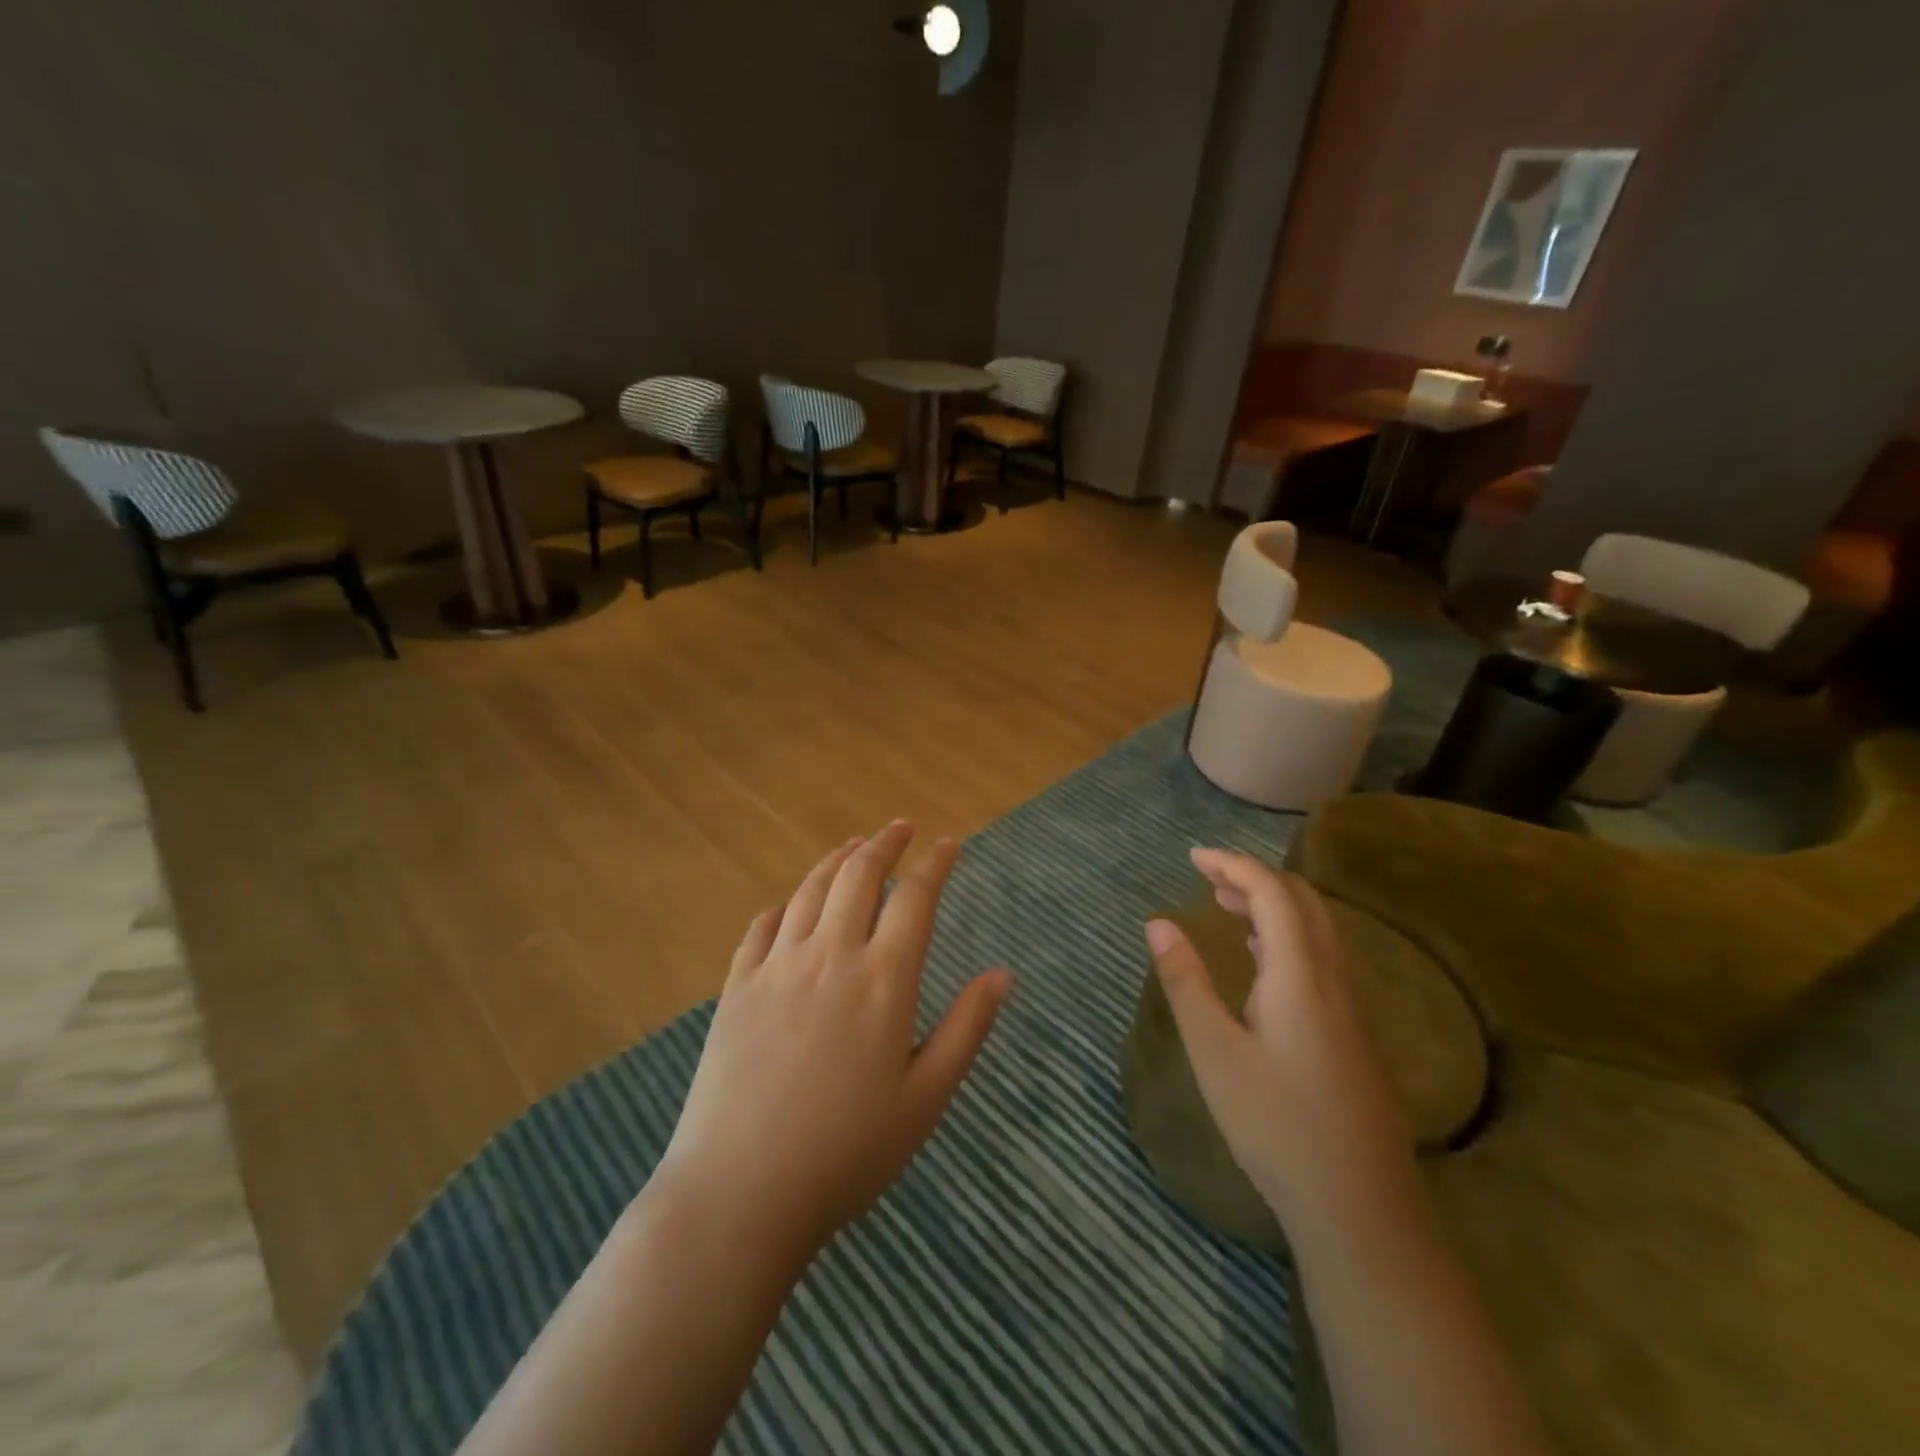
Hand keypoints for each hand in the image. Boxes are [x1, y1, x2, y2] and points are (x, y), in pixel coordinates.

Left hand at [651, 822, 1011, 1267]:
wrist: (740, 1193)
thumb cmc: (847, 1153)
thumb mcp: (926, 1098)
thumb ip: (967, 1028)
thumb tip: (1003, 973)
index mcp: (883, 980)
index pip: (915, 898)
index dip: (936, 863)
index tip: (950, 843)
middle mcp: (830, 956)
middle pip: (859, 875)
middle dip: (884, 843)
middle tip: (901, 828)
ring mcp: (776, 967)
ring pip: (810, 890)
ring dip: (837, 860)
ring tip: (854, 847)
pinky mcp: (736, 986)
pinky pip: (762, 926)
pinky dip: (785, 904)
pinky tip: (792, 904)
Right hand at [1144, 850, 1412, 1225]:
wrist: (1361, 1207)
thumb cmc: (1276, 1124)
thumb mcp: (1214, 1051)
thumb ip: (1185, 981)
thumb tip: (1157, 923)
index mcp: (1299, 974)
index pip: (1271, 892)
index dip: (1232, 865)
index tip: (1191, 857)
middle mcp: (1333, 977)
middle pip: (1302, 900)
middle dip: (1253, 876)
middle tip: (1205, 876)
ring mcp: (1351, 1005)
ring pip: (1317, 927)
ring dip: (1273, 903)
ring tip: (1225, 904)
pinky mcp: (1354, 1031)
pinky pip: (1323, 955)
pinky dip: (1288, 933)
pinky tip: (1261, 956)